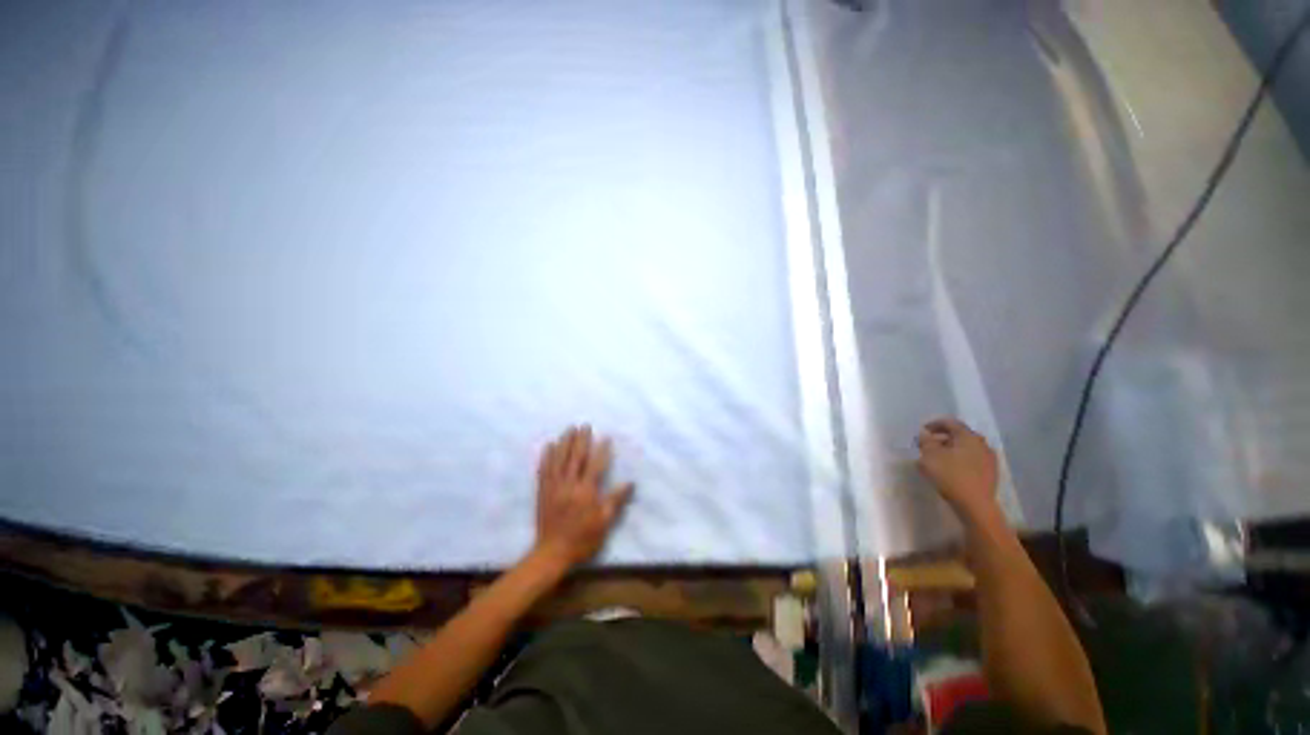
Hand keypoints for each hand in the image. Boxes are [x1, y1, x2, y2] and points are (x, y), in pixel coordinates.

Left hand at [533, 425, 633, 569]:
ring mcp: (553, 487)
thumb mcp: (604, 523)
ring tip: (569, 429)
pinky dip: (547, 456)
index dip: (601, 451)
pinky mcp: (542, 491)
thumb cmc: (583, 540)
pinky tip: (550, 446)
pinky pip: (544, 469)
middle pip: (575, 458)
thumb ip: (615, 501)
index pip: (595, 466)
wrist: (553, 551)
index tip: (605, 438)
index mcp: (586, 493)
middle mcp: (569, 485)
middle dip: (581, 441)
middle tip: (584, 426)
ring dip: (564, 443)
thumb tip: (629, 483)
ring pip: (558, 459)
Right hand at [916, 417, 998, 520]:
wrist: (977, 505)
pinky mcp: (991, 472)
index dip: (934, 425)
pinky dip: (964, 463)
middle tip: (931, 449)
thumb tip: (924, 433)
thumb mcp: (931, 460)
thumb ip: (926, 444)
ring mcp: (988, 456)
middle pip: (959, 436)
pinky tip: (958, 473)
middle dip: (944, 440)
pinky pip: (974, 462)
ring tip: (943, 463)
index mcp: (966, 434)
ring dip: (955, 452)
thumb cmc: (953, 478)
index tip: (923, 432)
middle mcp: (980, 441)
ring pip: (968, 449)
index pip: (949, 422)